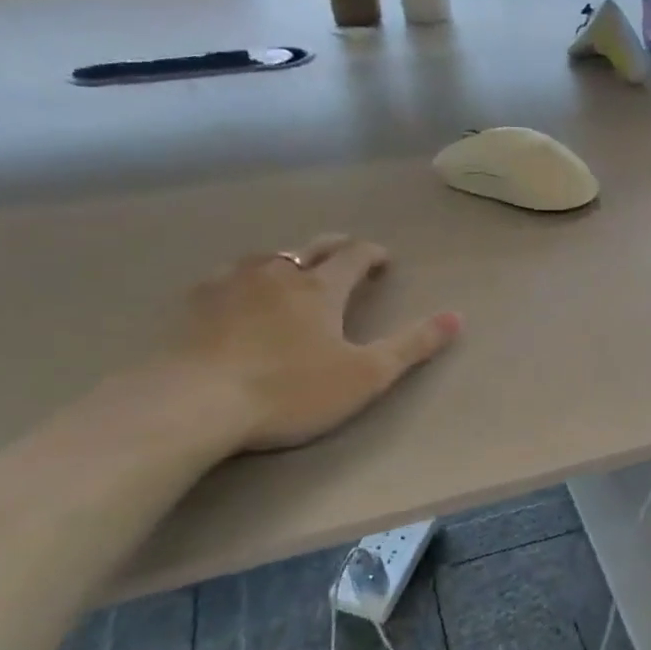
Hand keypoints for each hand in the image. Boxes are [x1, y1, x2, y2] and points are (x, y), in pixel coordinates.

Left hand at [162, 236, 460, 452]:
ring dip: (290, 259)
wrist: (194, 402)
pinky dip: (246, 277)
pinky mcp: (196, 303)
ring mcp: (232, 283)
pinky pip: (228, 276)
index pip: (355, 256)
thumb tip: (456, 317)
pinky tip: (238, 292)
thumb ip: (412, 346)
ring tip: (295, 271)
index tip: (384, 260)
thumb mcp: (364, 376)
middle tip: (348, 254)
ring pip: (269, 257)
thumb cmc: (290, 390)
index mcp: (321, 287)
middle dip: (336, 247)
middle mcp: (278, 273)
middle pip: (313, 247)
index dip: (373, 254)